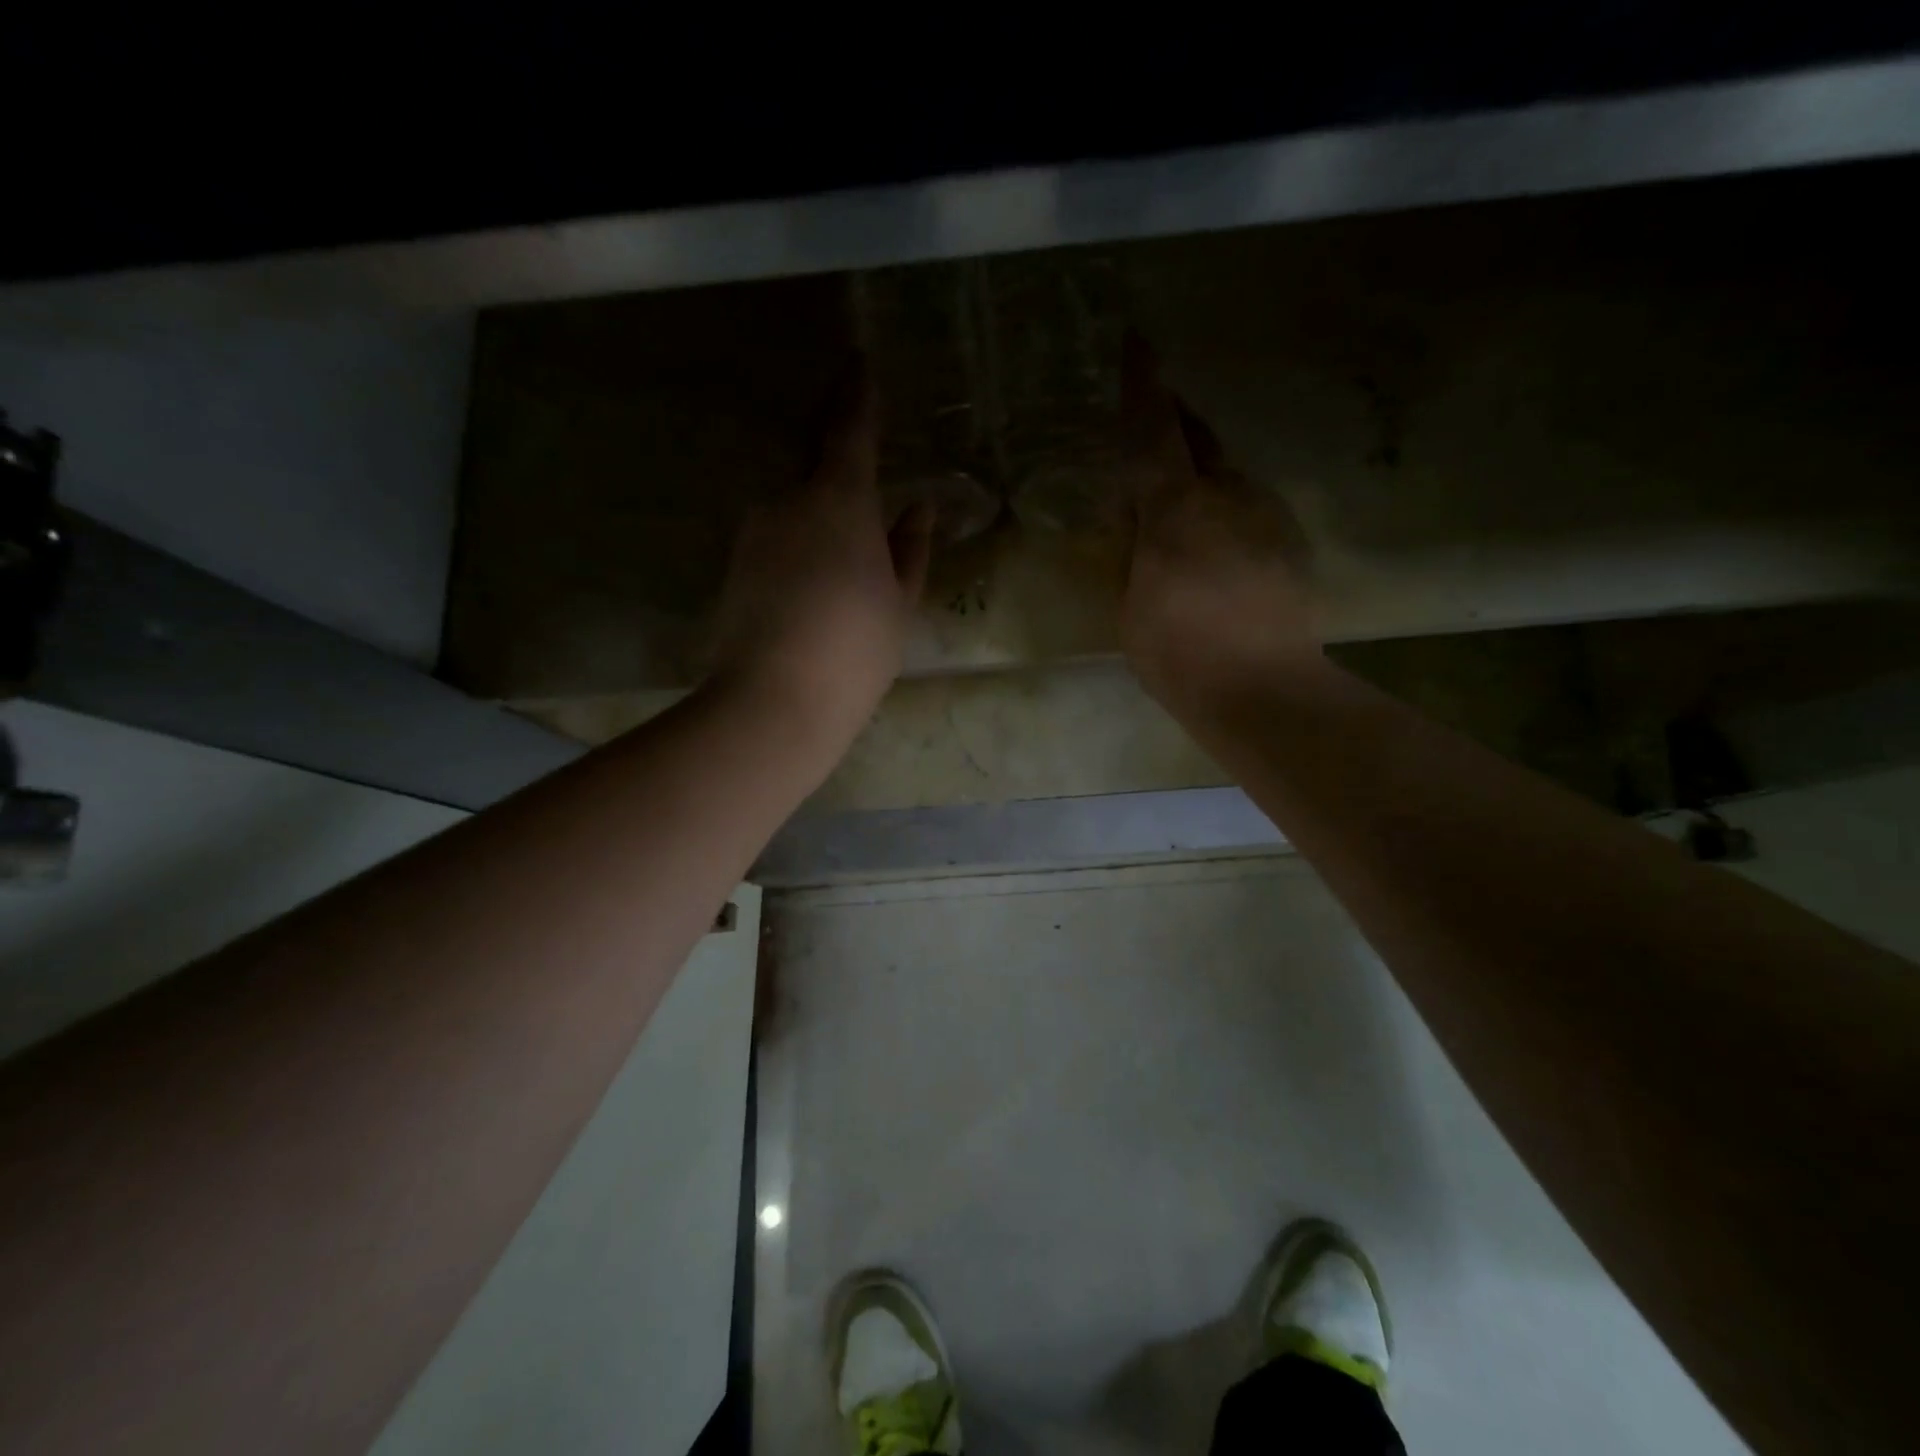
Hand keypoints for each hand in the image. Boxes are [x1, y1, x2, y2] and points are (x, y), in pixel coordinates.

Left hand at [709, 362, 931, 749]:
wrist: (775, 699)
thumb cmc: (854, 647)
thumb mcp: (898, 601)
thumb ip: (910, 548)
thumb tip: (917, 508)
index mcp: (839, 500)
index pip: (848, 429)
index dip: (856, 394)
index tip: (858, 362)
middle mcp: (788, 501)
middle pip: (816, 468)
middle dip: (839, 468)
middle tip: (865, 489)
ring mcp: (754, 533)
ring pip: (796, 510)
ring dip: (821, 524)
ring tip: (846, 567)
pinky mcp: (735, 566)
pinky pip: (778, 541)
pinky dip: (801, 551)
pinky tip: (816, 588)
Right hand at [1119, 338, 1321, 713]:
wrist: (1260, 688)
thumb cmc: (1178, 652)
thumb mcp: (1130, 604)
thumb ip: (1132, 551)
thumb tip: (1137, 518)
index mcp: (1176, 507)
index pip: (1153, 430)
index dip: (1141, 385)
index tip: (1136, 341)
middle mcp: (1227, 493)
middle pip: (1199, 437)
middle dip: (1175, 422)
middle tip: (1152, 421)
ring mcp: (1266, 513)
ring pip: (1227, 473)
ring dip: (1202, 473)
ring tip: (1181, 499)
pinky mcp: (1289, 540)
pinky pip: (1249, 506)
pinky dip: (1226, 509)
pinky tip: (1216, 543)